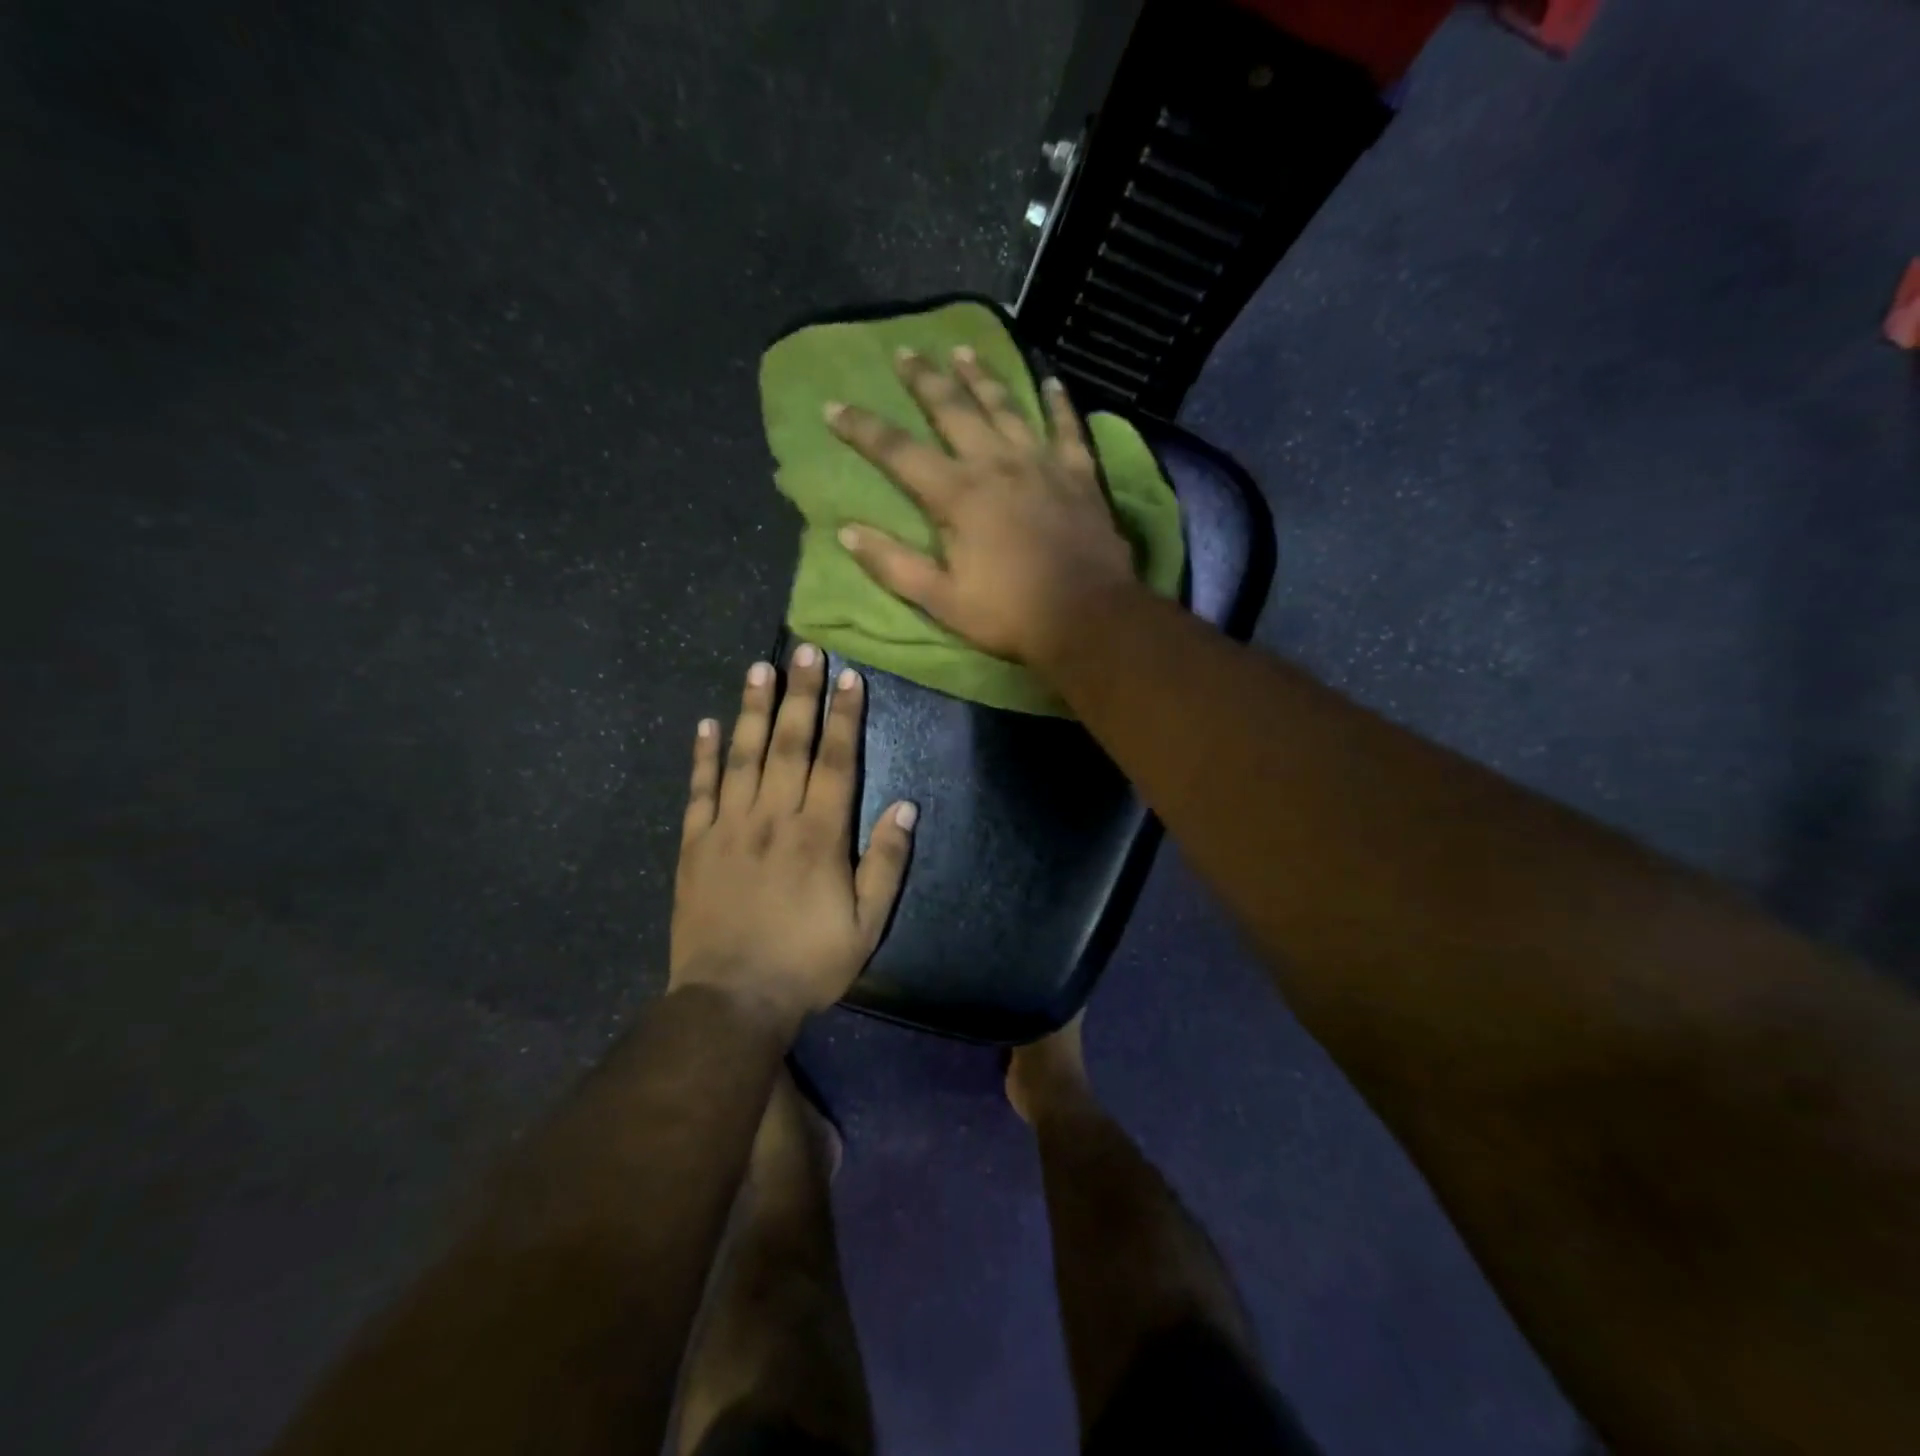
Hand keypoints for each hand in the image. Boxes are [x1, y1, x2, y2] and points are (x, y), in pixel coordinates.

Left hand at [670, 646, 916, 1032]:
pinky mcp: (695, 844)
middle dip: (799, 694)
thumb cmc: (807, 962)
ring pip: (743, 756)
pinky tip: (708, 724)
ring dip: (753, 710)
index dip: (843, 716)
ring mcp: (728, 827)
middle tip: (804, 649)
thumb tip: (906, 806)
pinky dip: (704, 756)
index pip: (834, 761)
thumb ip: (886, 862)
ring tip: (759, 668)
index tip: (848, 676)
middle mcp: (772, 818)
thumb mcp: (866, 924)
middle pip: (788, 744)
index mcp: (818, 835)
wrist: (731, 1000)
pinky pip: (700, 790)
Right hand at [826, 348, 1138, 668]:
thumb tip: (847, 531)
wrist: (1087, 617)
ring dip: (982, 377)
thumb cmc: (1009, 614)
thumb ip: (894, 564)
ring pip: (1006, 406)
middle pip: (953, 410)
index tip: (834, 406)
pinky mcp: (1079, 473)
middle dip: (925, 380)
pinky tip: (1051, 381)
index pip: (898, 452)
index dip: (862, 428)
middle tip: (906, 351)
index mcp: (958, 495)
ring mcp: (1042, 463)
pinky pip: (1068, 427)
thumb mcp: (941, 600)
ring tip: (964, 350)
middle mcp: (996, 464)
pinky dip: (1058, 402)